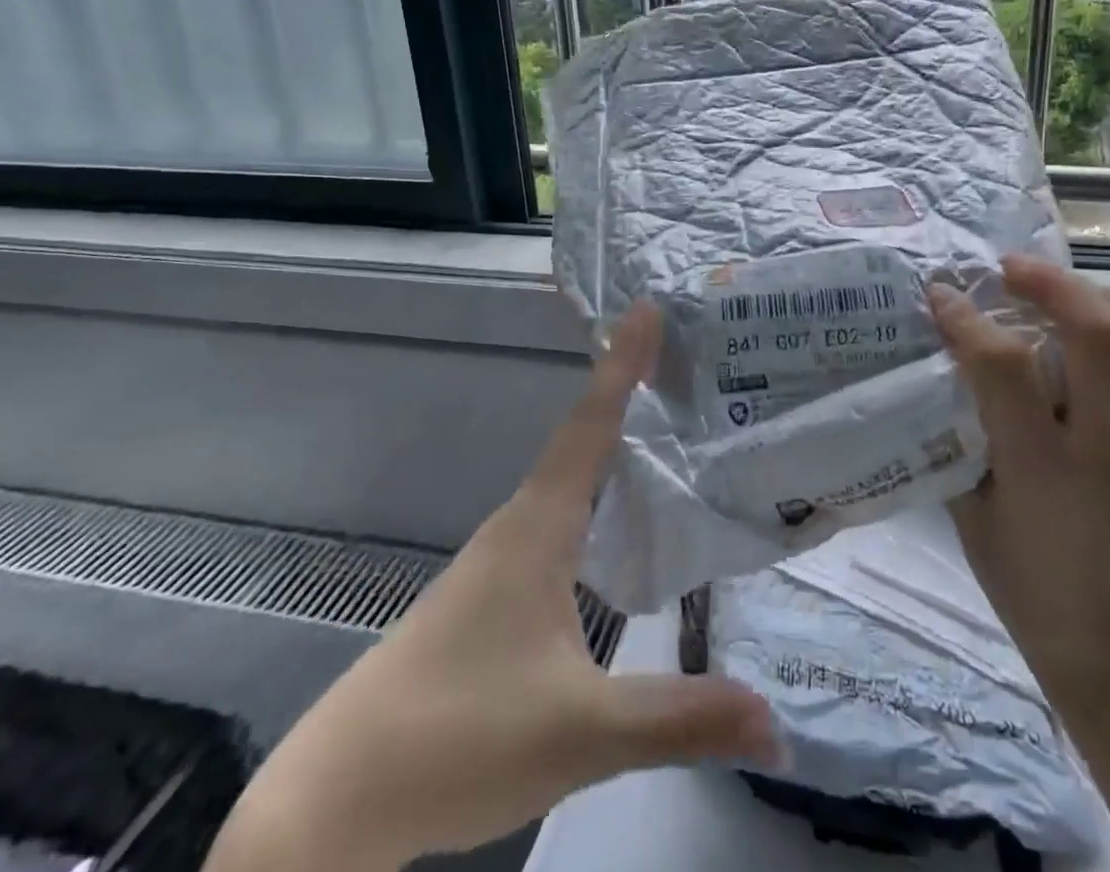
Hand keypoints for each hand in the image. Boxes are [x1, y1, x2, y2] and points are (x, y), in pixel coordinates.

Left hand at [205, 303, 780, 871]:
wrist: (334, 803)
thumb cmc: (459, 736)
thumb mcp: (581, 730)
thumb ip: (680, 718)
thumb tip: (775, 722)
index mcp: (539, 526)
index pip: (591, 423)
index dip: (622, 363)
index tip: (646, 307)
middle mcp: (520, 525)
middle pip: (581, 437)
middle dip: (626, 390)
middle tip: (681, 359)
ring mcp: (500, 559)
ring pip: (567, 479)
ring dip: (609, 442)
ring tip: (662, 425)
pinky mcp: (491, 593)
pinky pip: (557, 517)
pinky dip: (594, 493)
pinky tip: (615, 521)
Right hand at [927, 255, 1109, 704]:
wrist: (1103, 638)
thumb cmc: (1017, 571)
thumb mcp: (965, 501)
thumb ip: (959, 427)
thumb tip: (943, 357)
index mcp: (1041, 467)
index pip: (1005, 366)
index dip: (967, 319)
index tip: (942, 294)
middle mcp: (1108, 452)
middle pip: (1102, 337)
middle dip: (1054, 285)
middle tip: (1014, 270)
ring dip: (1108, 306)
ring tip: (1070, 295)